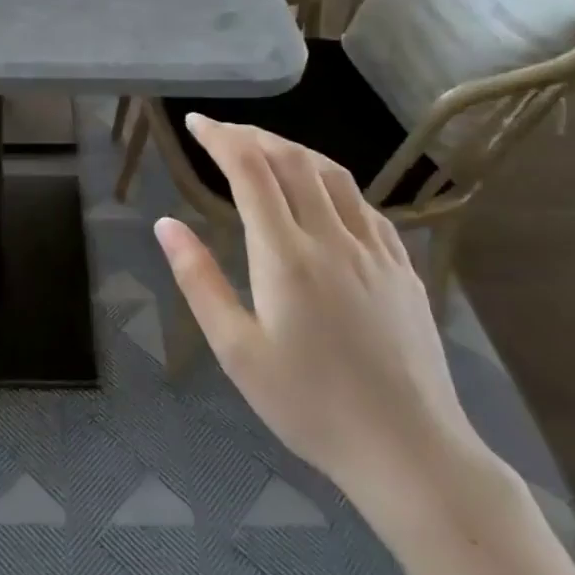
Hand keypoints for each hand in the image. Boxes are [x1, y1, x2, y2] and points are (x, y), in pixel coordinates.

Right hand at [153, 114, 481, 502]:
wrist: (409, 451)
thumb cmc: (309, 406)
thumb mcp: (236, 350)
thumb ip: (199, 280)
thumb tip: (165, 224)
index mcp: (286, 256)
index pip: (250, 171)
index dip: (220, 138)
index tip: (195, 122)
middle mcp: (333, 238)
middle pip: (292, 161)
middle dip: (252, 136)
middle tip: (222, 133)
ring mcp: (375, 251)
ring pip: (333, 175)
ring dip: (294, 150)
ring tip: (265, 150)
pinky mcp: (403, 268)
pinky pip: (364, 205)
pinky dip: (332, 182)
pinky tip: (323, 195)